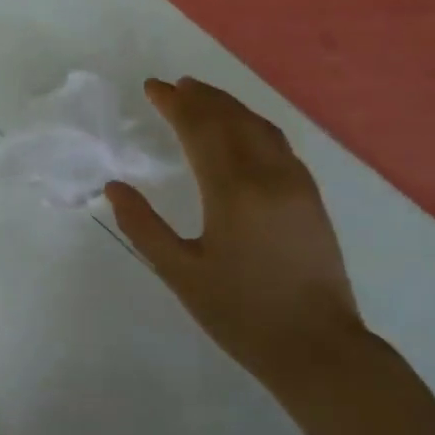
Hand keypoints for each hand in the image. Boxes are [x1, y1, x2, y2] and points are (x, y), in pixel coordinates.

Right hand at [106, 78, 362, 382]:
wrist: (319, 349)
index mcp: (233, 192)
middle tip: (173, 85)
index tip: (152, 87)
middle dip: (201, 97)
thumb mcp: (180, 274)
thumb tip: (115, 187)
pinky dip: (252, 125)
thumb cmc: (241, 313)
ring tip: (202, 96)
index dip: (175, 104)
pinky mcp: (311, 198)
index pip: (200, 129)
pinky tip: (242, 131)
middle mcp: (269, 176)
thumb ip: (143, 226)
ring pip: (260, 127)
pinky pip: (278, 144)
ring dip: (229, 106)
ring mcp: (296, 185)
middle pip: (232, 119)